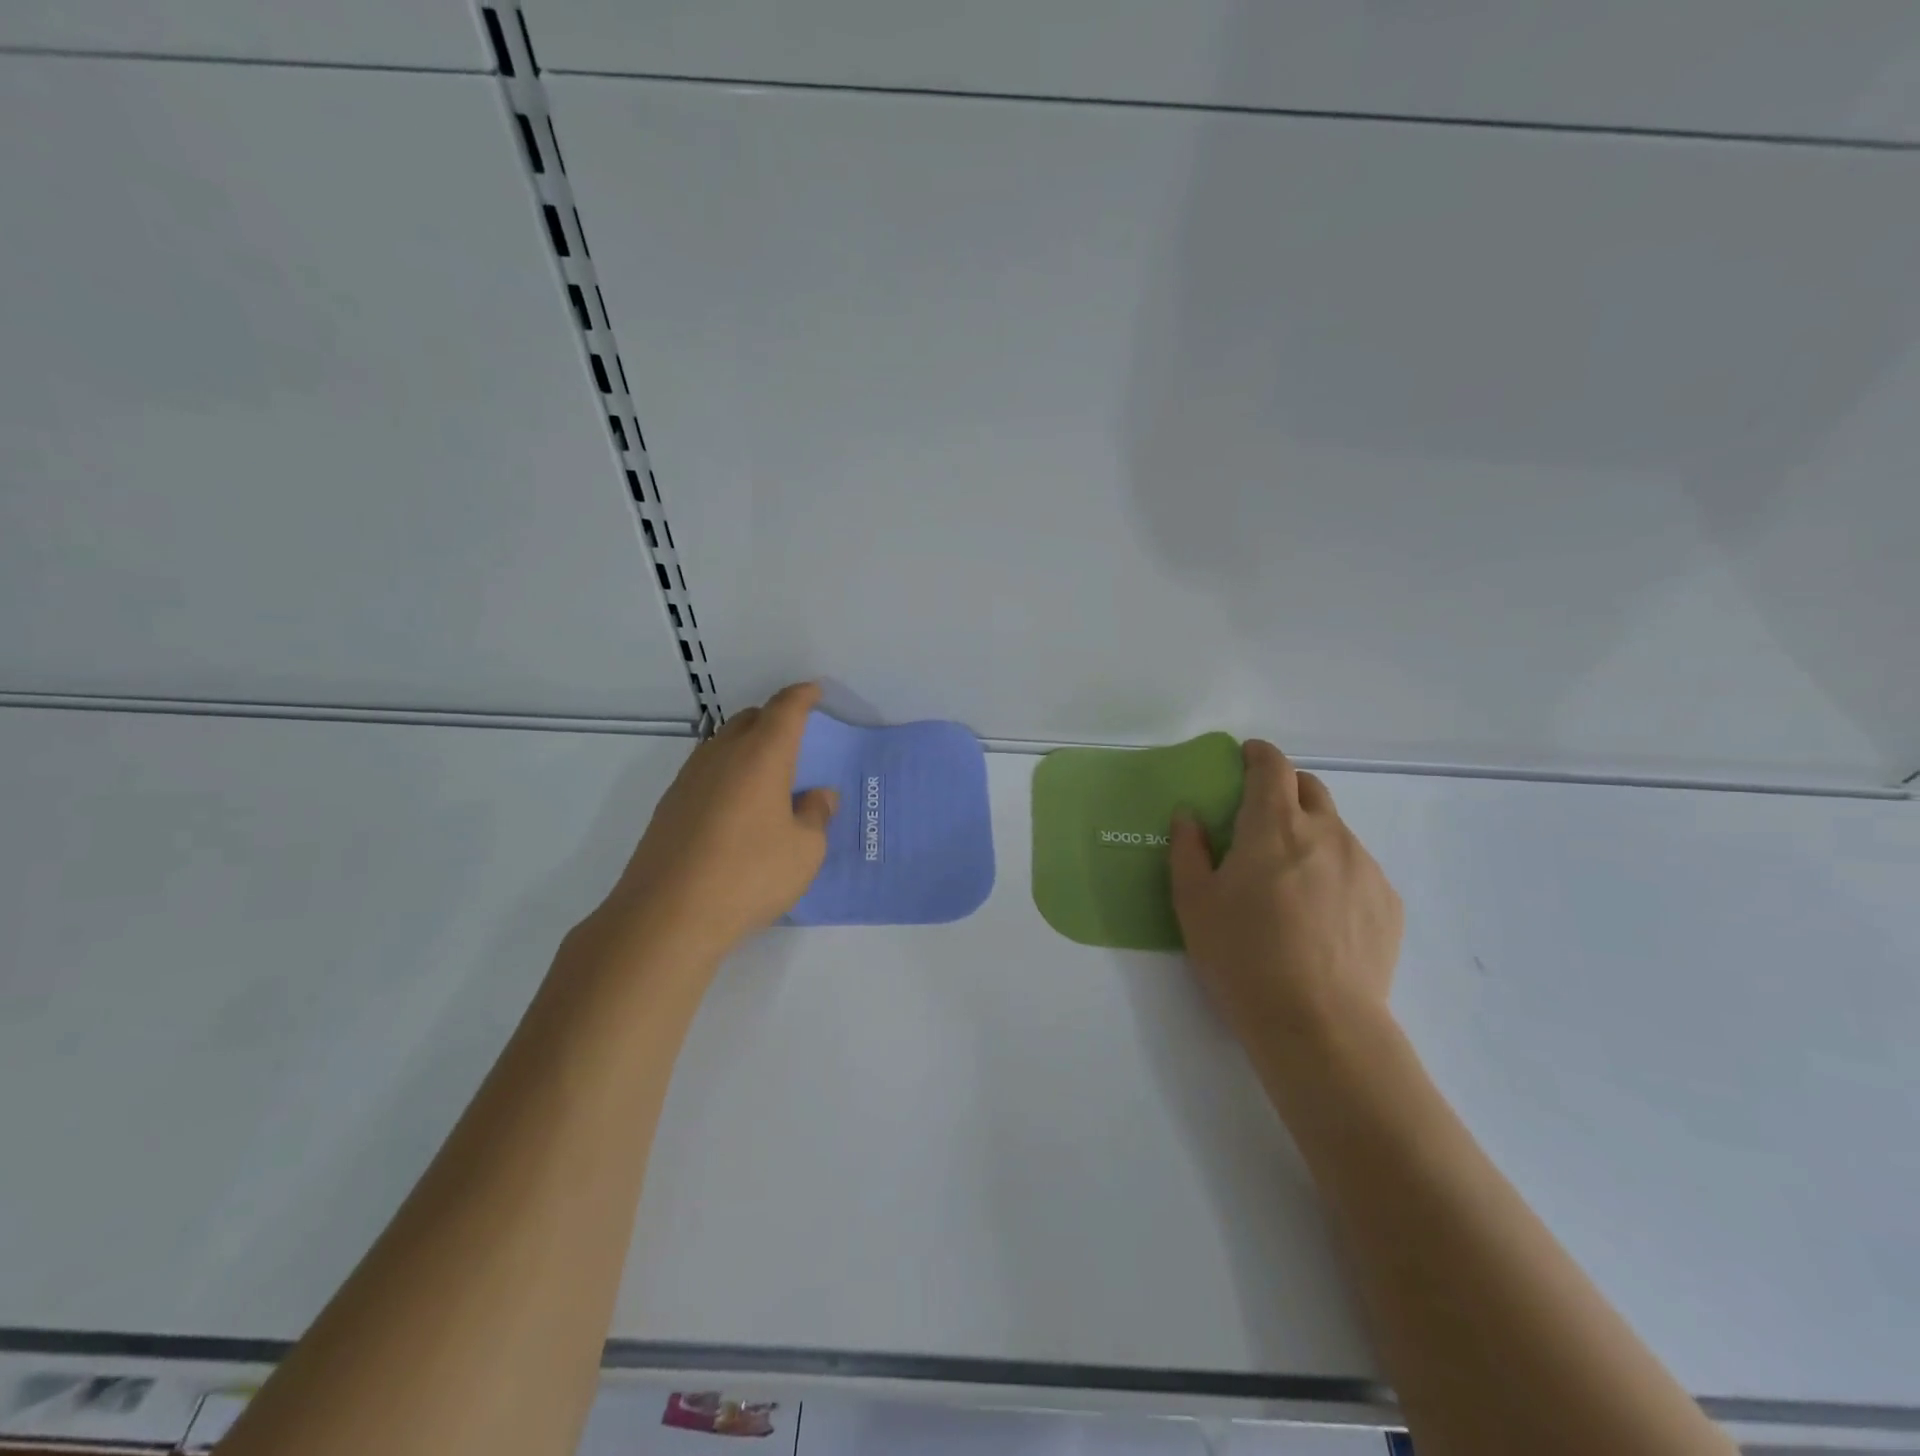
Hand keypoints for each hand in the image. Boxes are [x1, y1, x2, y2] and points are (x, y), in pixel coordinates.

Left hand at [590, 682, 837, 964]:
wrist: (666, 915)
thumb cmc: (749, 875)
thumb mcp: (804, 851)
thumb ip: (816, 815)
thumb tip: (818, 796)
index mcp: (762, 756)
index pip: (785, 709)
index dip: (802, 696)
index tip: (814, 692)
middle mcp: (722, 755)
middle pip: (749, 719)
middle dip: (774, 719)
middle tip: (795, 739)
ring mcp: (689, 778)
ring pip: (722, 743)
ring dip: (747, 746)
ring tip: (766, 774)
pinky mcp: (669, 805)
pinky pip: (706, 771)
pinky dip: (727, 773)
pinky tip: (735, 806)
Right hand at [1169, 740, 1403, 1082]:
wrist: (1319, 1024)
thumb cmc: (1242, 955)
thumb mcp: (1193, 902)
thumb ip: (1188, 849)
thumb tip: (1189, 815)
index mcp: (1275, 825)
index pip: (1272, 766)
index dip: (1258, 754)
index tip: (1246, 757)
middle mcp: (1327, 833)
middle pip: (1310, 789)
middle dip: (1285, 789)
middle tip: (1260, 820)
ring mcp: (1364, 866)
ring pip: (1335, 830)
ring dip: (1310, 835)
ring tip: (1289, 881)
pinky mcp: (1388, 901)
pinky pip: (1357, 868)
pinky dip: (1334, 872)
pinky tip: (1319, 915)